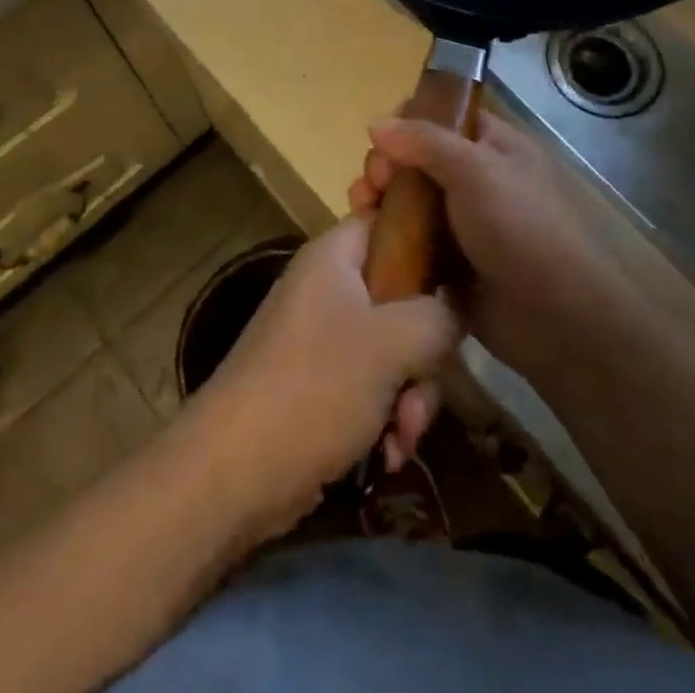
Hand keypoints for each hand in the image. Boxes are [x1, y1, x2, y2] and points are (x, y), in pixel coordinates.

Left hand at [184, 217, 458, 534]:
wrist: (233, 472)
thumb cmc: (315, 386)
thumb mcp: (392, 342)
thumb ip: (438, 315)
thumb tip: (457, 304)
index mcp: (334, 257)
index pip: (388, 221)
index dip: (428, 240)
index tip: (461, 280)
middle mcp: (327, 289)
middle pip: (400, 296)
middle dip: (423, 352)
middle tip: (423, 389)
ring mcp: (321, 339)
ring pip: (392, 350)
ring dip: (410, 396)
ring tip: (404, 437)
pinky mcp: (319, 386)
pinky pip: (371, 387)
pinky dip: (385, 419)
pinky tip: (388, 456)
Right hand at [349, 109, 612, 377]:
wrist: (556, 318)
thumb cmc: (520, 228)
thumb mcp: (475, 170)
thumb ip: (424, 141)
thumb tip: (375, 123)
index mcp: (491, 146)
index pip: (442, 116)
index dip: (407, 120)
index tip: (380, 138)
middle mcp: (475, 180)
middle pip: (416, 159)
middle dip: (385, 165)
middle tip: (375, 183)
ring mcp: (460, 224)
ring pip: (407, 202)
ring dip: (379, 201)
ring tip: (362, 210)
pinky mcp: (447, 265)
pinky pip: (408, 243)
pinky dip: (385, 239)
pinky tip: (365, 240)